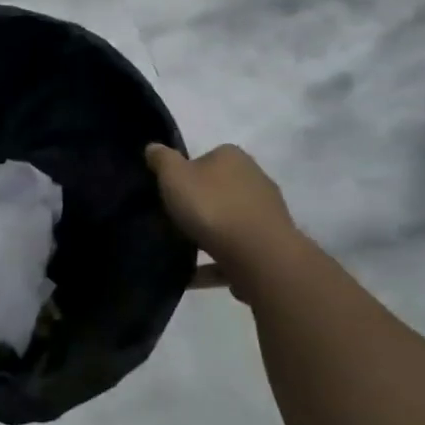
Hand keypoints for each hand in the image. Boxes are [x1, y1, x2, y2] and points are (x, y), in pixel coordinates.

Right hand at [145, 142, 301, 296]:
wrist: (260, 256)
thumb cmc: (212, 207)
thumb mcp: (174, 176)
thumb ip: (162, 160)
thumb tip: (153, 147)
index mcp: (232, 157)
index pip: (205, 158)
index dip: (185, 173)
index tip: (169, 192)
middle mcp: (255, 179)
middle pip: (219, 189)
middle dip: (199, 204)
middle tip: (175, 219)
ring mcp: (266, 213)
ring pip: (229, 221)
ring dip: (209, 235)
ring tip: (182, 252)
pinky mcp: (271, 245)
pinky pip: (235, 251)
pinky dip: (216, 262)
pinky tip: (194, 276)